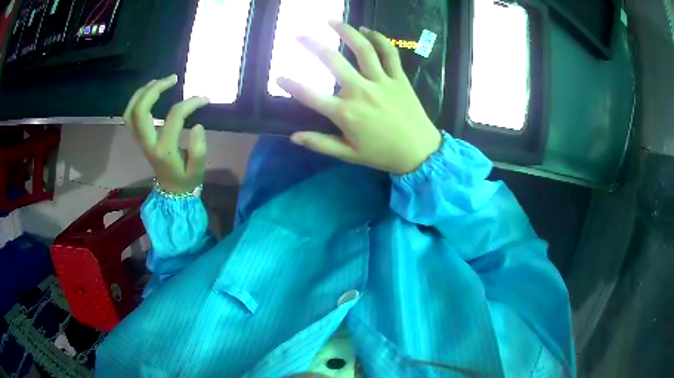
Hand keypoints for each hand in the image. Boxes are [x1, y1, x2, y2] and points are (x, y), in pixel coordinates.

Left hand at [124, 75, 209, 192]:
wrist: (171, 191)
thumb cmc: (186, 178)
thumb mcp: (198, 169)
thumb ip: (199, 149)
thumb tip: (197, 125)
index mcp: (164, 150)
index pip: (174, 117)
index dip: (190, 104)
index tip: (204, 99)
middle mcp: (147, 143)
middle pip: (141, 111)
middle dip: (155, 89)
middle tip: (173, 78)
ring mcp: (140, 141)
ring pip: (131, 112)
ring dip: (142, 92)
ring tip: (158, 81)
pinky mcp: (139, 138)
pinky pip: (129, 116)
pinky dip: (136, 100)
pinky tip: (148, 91)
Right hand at [278, 21, 441, 174]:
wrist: (420, 152)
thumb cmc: (382, 154)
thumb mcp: (348, 154)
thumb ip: (320, 143)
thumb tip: (293, 137)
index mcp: (345, 113)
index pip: (309, 95)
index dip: (290, 84)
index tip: (278, 76)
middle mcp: (360, 91)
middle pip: (331, 61)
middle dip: (311, 45)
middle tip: (299, 35)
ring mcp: (381, 81)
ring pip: (361, 49)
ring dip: (345, 31)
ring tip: (331, 21)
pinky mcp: (398, 77)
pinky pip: (389, 52)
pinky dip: (379, 38)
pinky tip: (367, 30)